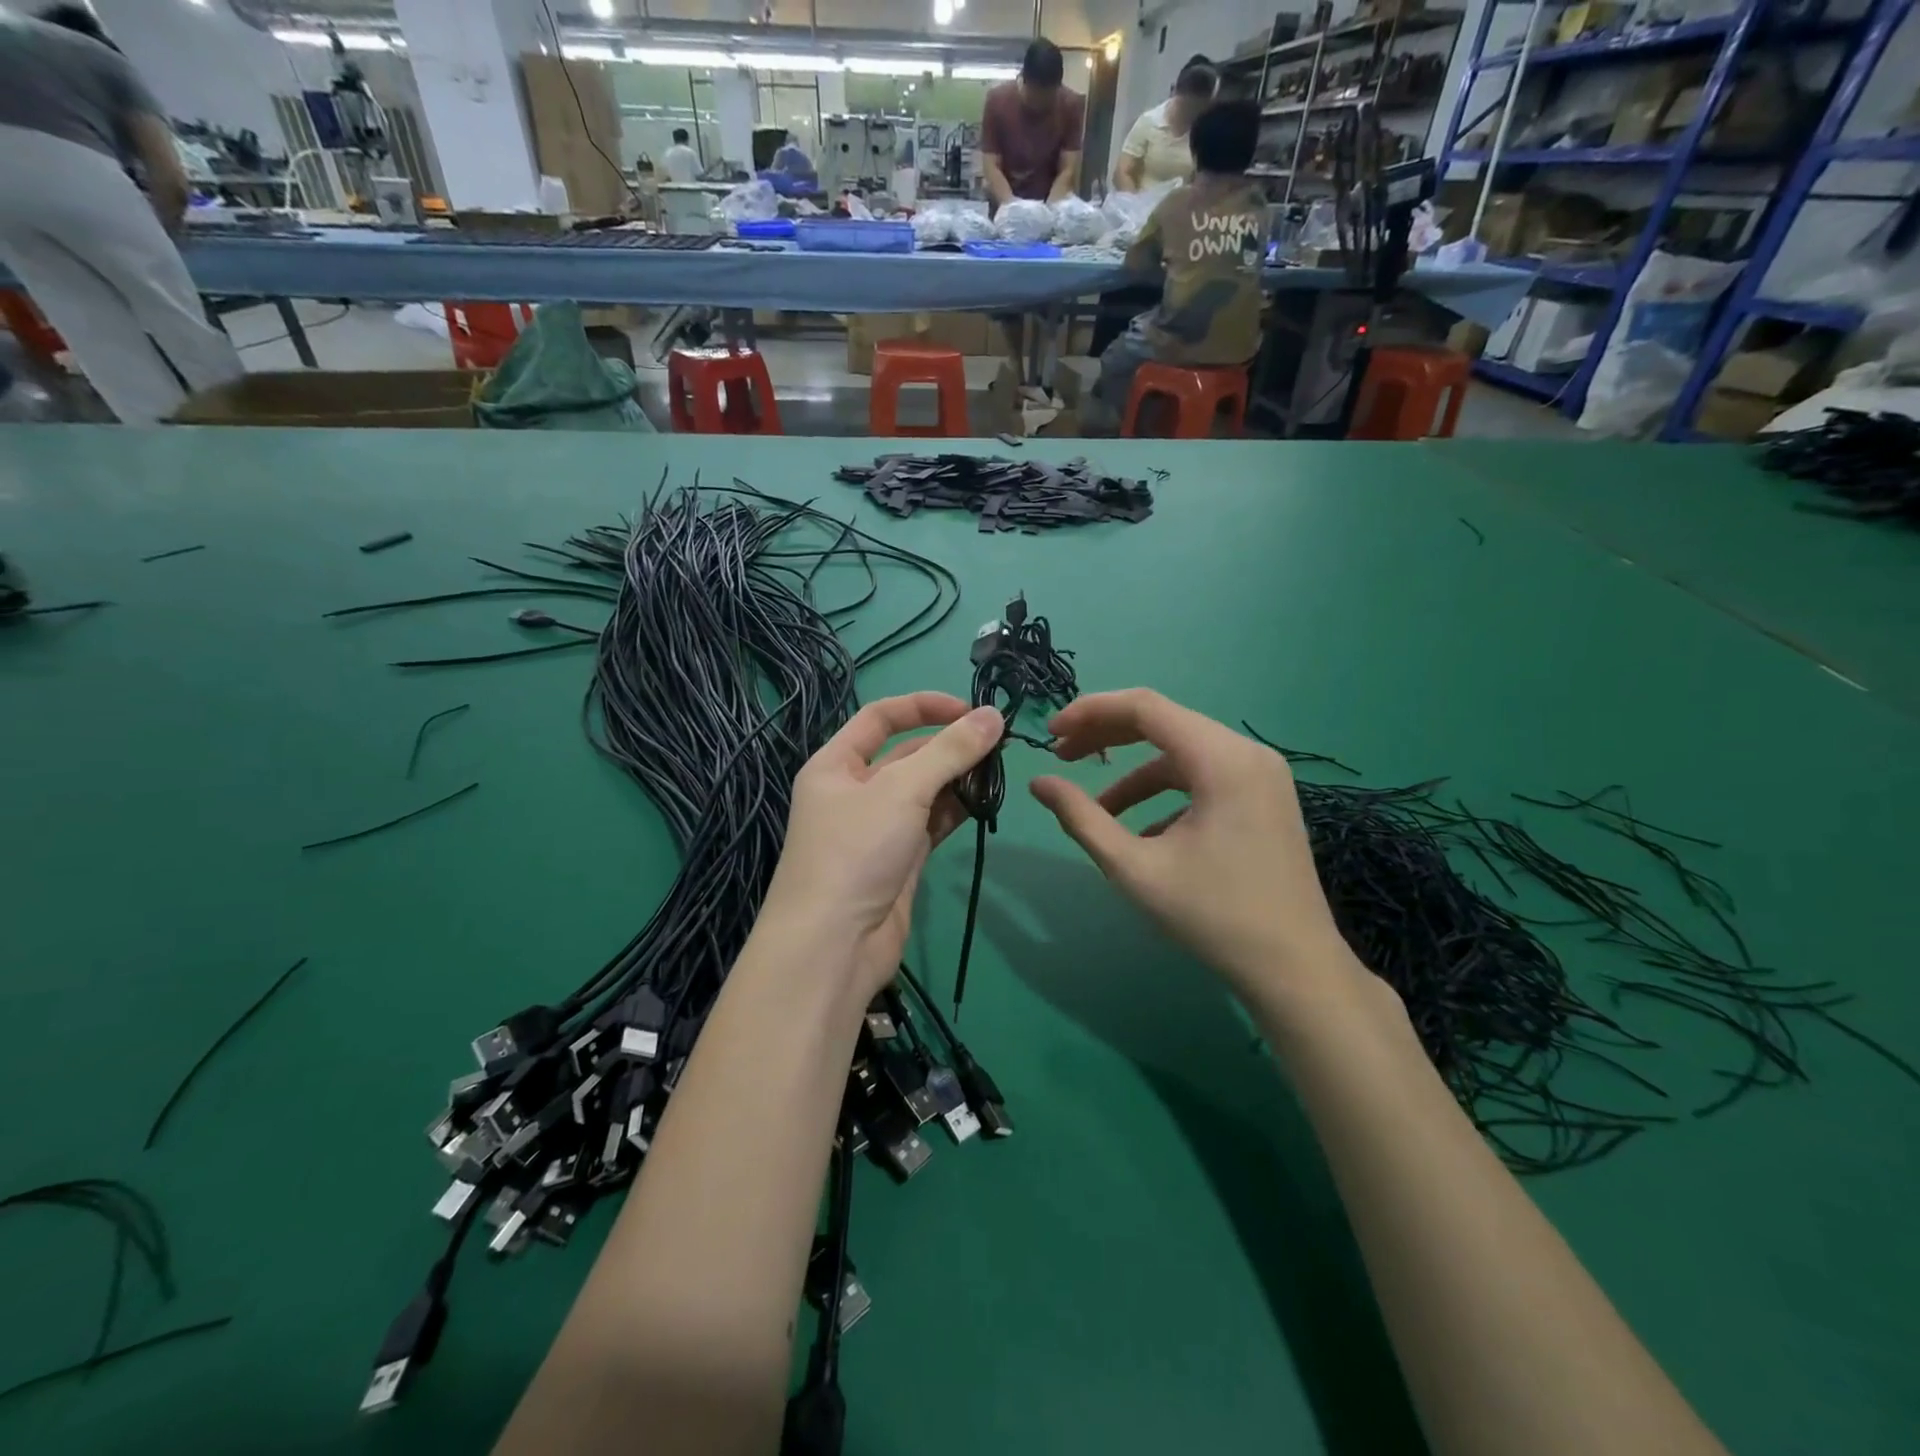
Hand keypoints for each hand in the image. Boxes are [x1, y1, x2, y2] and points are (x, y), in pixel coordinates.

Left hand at [760, 692, 1003, 1001]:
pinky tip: (985, 802)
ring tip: (998, 773)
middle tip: (999, 744)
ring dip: (957, 779)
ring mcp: (877, 827)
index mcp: (836, 764)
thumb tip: (994, 715)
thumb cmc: (856, 851)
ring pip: (923, 790)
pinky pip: (931, 823)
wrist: (834, 946)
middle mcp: (854, 791)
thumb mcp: (902, 790)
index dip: (924, 706)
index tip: (971, 709)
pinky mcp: (899, 859)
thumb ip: (951, 751)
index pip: (881, 717)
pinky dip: (956, 810)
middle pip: (906, 754)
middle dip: (949, 746)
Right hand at [1030, 689, 1356, 1000]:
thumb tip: (1038, 783)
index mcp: (1221, 759)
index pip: (1145, 707)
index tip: (1050, 734)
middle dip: (1107, 736)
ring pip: (1183, 751)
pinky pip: (1204, 776)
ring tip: (1097, 805)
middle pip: (1164, 722)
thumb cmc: (1213, 916)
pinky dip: (1165, 792)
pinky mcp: (1264, 796)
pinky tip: (1142, 831)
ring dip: (1134, 771)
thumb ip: (1082, 818)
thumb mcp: (1135, 868)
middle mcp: (1247, 752)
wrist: (1294, 969)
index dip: (1091, 712)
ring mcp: (1262, 773)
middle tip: (1061, 756)